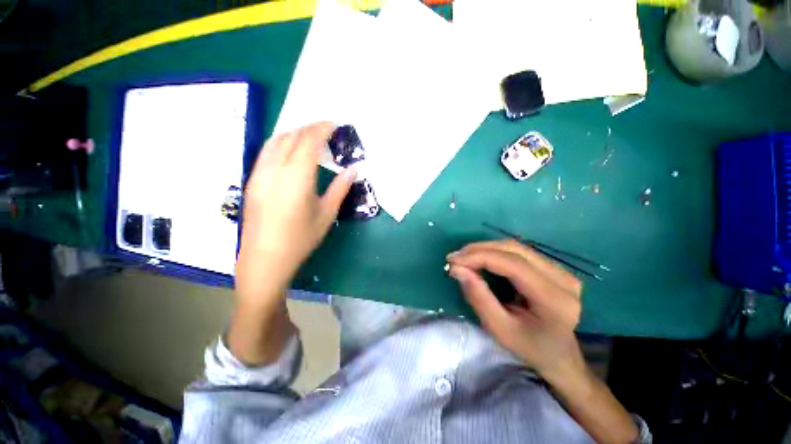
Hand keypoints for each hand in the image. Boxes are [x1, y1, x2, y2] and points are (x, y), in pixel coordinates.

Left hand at [236, 122, 356, 307]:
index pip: (308, 141)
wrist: (265, 258)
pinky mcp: (252, 180)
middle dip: (309, 128)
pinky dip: (281, 142)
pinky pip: (266, 151)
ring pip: (275, 141)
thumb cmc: (301, 238)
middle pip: (291, 136)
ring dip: (294, 133)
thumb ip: (340, 188)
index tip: (334, 124)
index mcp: (296, 177)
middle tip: (326, 128)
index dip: (322, 129)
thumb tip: (353, 169)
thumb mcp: (327, 214)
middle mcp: (274, 169)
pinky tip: (290, 150)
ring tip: (310, 136)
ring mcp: (259, 173)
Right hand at [446, 240, 584, 382]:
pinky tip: (480, 258)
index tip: (453, 260)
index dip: (479, 257)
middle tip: (455, 258)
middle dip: (479, 250)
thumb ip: (479, 298)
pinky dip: (494, 252)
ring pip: (515, 246)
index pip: (513, 264)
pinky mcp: (554, 267)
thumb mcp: (499, 329)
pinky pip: (518, 251)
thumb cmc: (529, 347)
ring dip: (485, 248)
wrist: (559, 354)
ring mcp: (561, 270)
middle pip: (514, 249)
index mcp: (554, 299)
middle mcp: (563, 278)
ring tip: (463, 257)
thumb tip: (457, 269)